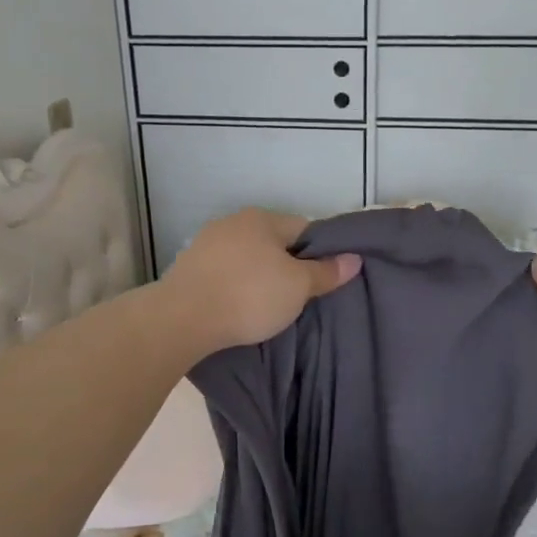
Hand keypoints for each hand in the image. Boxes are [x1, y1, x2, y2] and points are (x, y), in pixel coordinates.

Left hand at [160, 209, 361, 355]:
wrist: (182, 318)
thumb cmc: (249, 295)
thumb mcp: (298, 287)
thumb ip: (326, 272)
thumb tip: (355, 259)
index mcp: (263, 218)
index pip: (304, 228)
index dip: (318, 253)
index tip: (321, 280)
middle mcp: (233, 222)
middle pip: (273, 242)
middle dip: (286, 266)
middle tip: (298, 297)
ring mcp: (206, 243)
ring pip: (246, 258)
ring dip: (258, 277)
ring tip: (267, 306)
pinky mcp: (187, 268)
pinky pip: (224, 273)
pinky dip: (235, 286)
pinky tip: (238, 307)